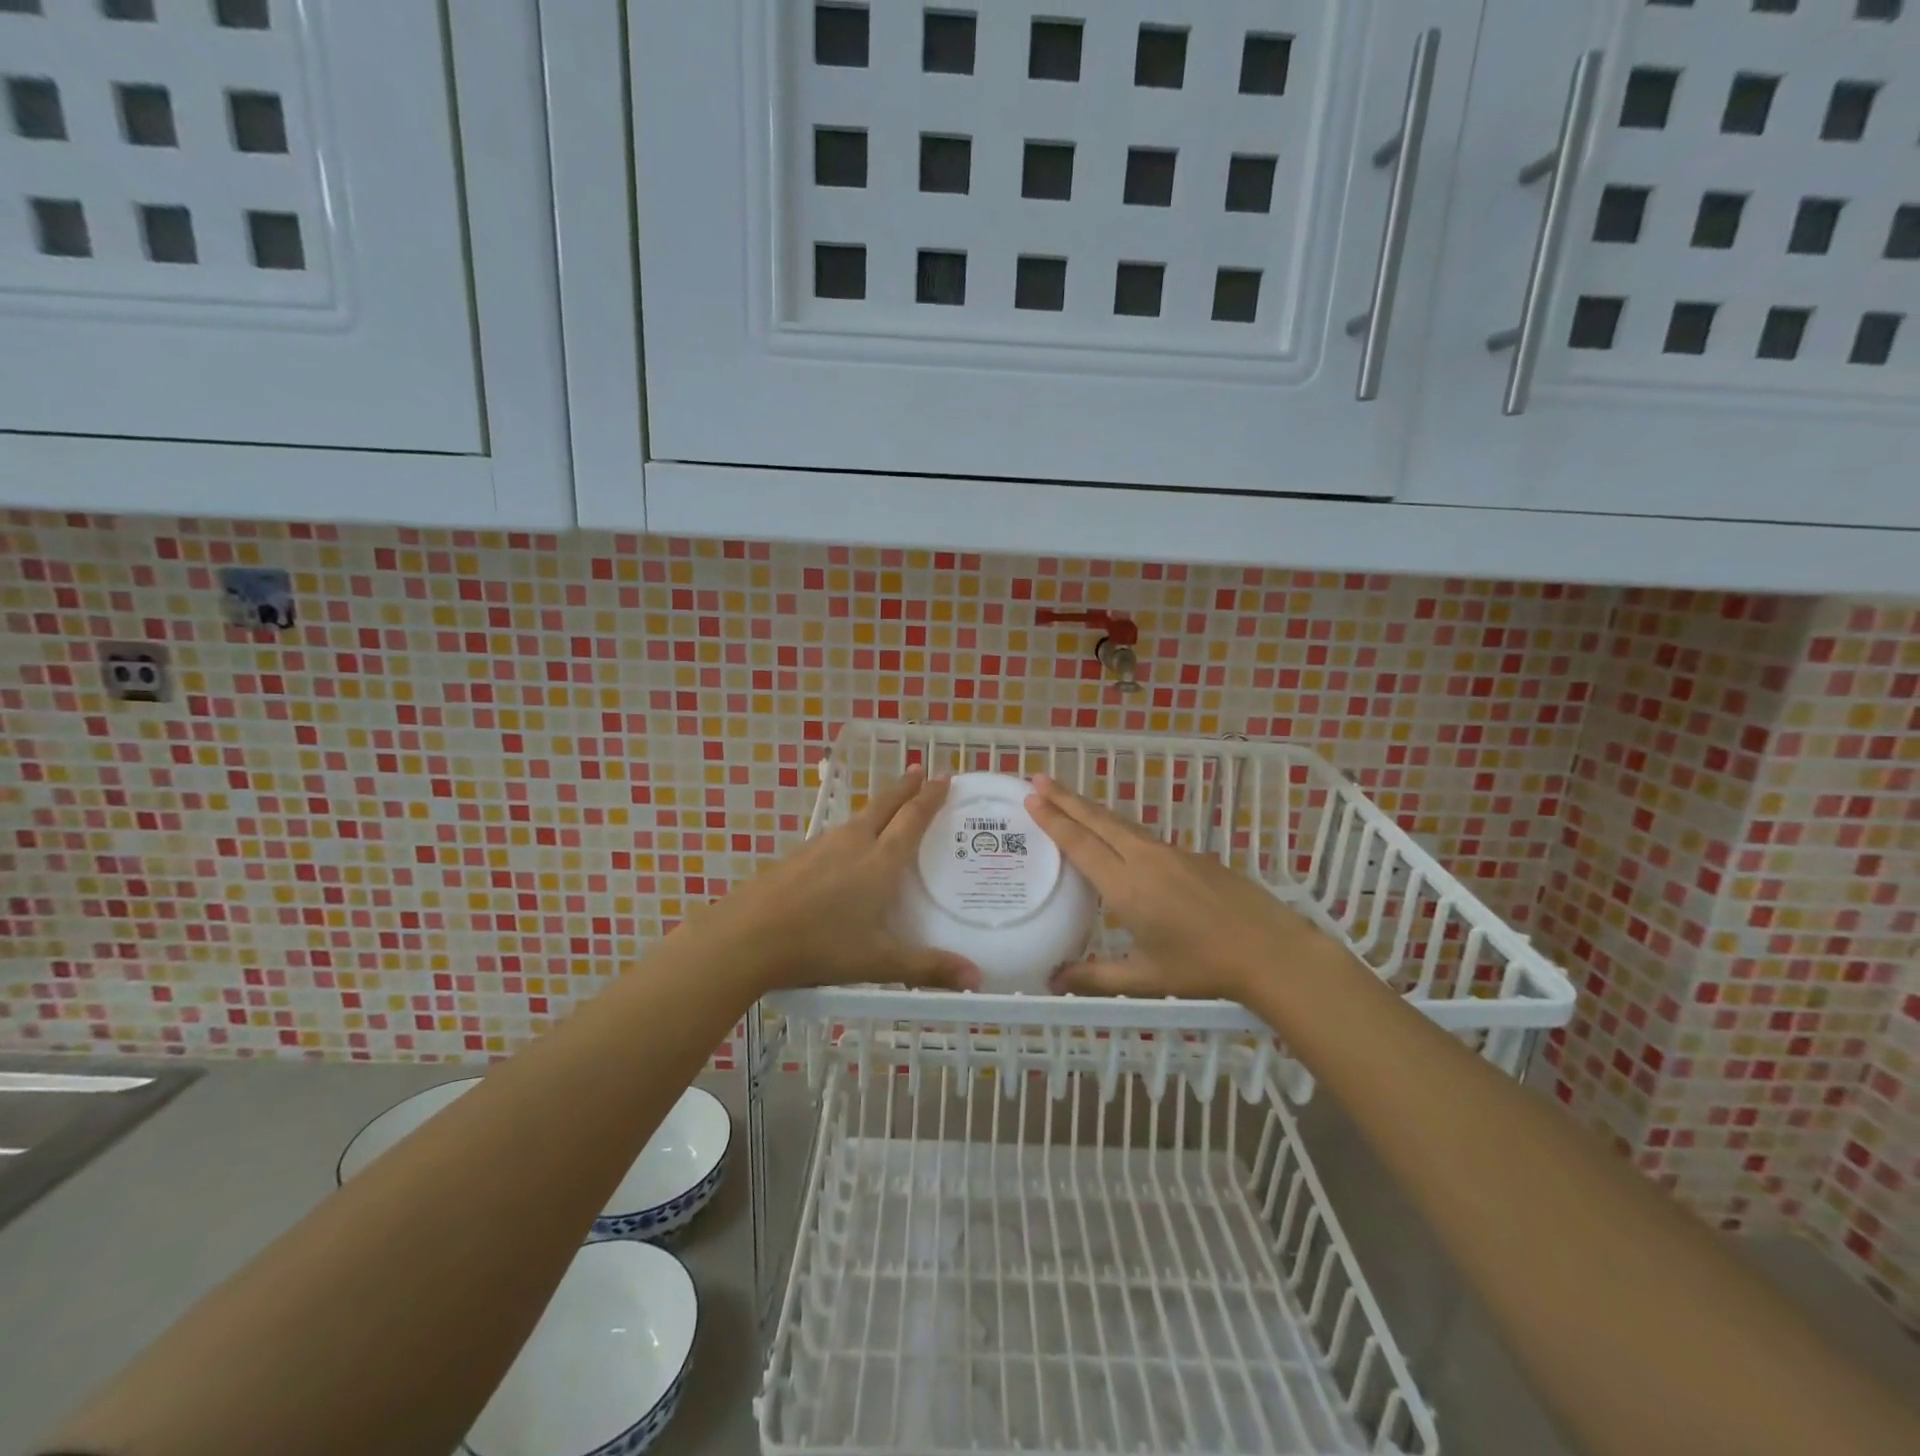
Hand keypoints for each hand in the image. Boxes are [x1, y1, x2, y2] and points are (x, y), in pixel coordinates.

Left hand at [693, 769, 980, 995]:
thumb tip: (977, 979)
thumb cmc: (820, 946)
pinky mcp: (796, 857)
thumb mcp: (879, 961)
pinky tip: (846, 847)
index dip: (930, 797)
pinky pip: (835, 835)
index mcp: (880, 861)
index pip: (912, 819)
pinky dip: (853, 829)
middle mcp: (853, 843)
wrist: (747, 937)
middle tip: (919, 770)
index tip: (944, 777)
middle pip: (884, 805)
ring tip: (889, 807)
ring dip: (879, 806)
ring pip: (858, 818)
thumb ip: (927, 968)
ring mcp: (821, 847)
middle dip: (904, 787)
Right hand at [1025, 774, 1348, 1003]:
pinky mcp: (1191, 855)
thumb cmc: (1203, 967)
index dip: (1053, 820)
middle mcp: (1143, 859)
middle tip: (1039, 778)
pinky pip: (1143, 834)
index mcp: (1126, 886)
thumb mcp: (1145, 977)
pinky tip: (1115, 834)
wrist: (1269, 949)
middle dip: (1065, 798)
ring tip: (1067, 797)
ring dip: (1090, 808)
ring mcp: (1170, 853)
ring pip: (1121, 824)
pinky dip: (1117, 826)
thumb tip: (1053, 981)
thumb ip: (1095, 977)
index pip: (1080, 844)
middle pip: (1097, 821)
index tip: (1032, 797)